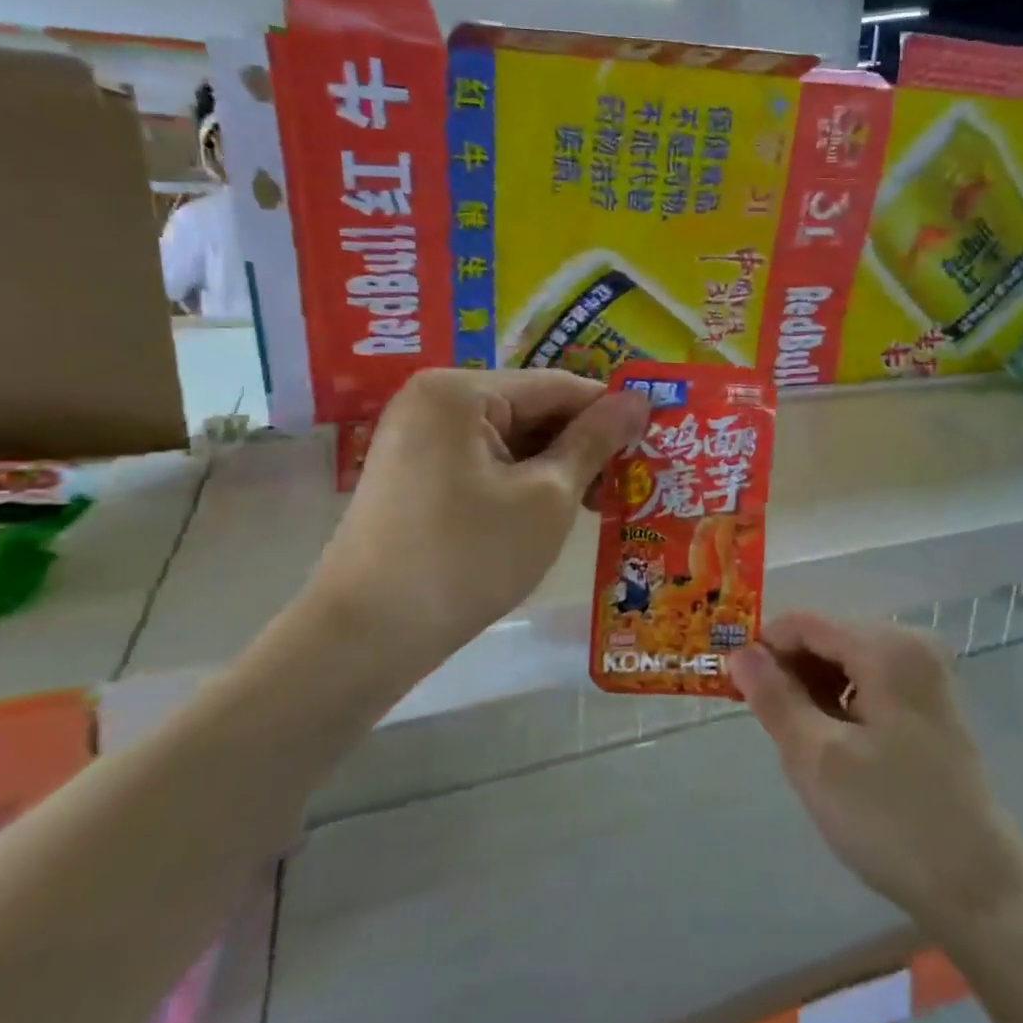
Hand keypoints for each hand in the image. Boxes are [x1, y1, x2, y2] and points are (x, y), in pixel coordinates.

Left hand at [310, 369, 648, 667]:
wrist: (367, 635)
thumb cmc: (468, 557)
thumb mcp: (547, 496)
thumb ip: (595, 441)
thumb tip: (640, 400)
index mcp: (461, 391)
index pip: (558, 386)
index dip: (611, 414)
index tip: (654, 444)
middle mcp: (433, 399)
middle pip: (532, 409)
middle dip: (581, 445)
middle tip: (626, 487)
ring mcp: (417, 436)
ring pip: (510, 438)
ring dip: (555, 467)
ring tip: (596, 506)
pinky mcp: (413, 472)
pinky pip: (483, 461)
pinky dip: (521, 481)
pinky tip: (551, 513)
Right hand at [732, 613, 1022, 932]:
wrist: (978, 885)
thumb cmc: (891, 819)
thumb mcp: (817, 758)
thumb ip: (774, 698)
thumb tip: (739, 654)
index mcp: (886, 647)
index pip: (805, 622)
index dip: (764, 648)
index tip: (735, 689)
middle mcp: (911, 643)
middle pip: (828, 638)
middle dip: (791, 673)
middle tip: (770, 727)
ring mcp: (926, 672)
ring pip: (847, 661)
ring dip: (814, 691)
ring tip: (803, 743)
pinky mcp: (931, 701)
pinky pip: (870, 681)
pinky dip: (842, 703)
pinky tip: (836, 746)